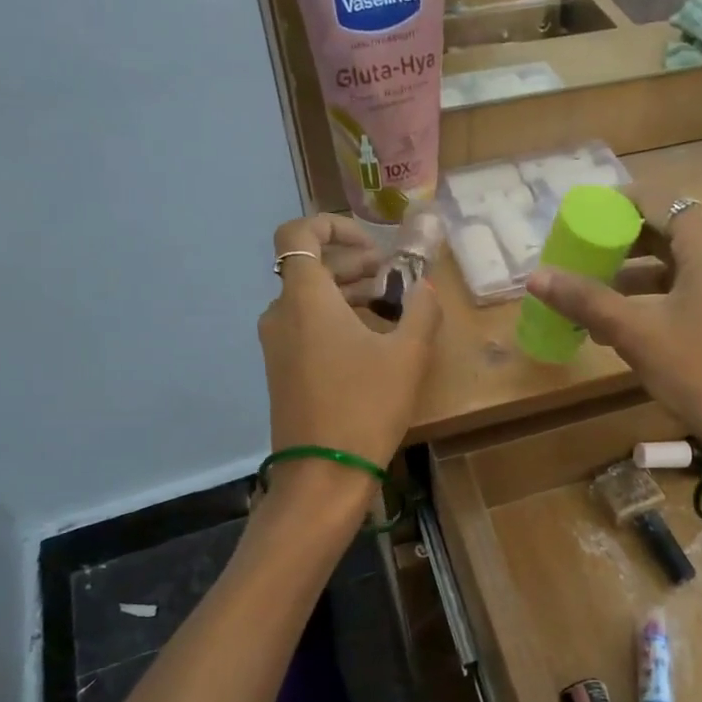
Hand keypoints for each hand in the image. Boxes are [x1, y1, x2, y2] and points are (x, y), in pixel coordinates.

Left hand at [259, 214, 442, 492]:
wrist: (323, 475)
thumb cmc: (365, 406)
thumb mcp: (408, 354)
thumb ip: (421, 309)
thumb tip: (424, 288)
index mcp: (305, 298)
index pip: (298, 233)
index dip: (334, 226)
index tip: (373, 247)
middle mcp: (281, 314)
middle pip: (308, 266)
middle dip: (351, 262)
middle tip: (391, 275)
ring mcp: (277, 344)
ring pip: (308, 298)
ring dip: (346, 291)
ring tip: (388, 306)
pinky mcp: (282, 370)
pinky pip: (305, 326)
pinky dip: (334, 318)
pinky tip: (369, 341)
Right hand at [524, 198, 701, 451]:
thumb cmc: (701, 369)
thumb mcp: (636, 333)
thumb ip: (586, 300)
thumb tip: (535, 277)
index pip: (658, 200)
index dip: (617, 207)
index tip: (584, 225)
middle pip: (670, 230)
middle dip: (624, 244)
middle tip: (586, 261)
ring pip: (683, 264)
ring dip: (641, 275)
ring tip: (600, 300)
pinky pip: (698, 289)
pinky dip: (664, 296)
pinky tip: (635, 328)